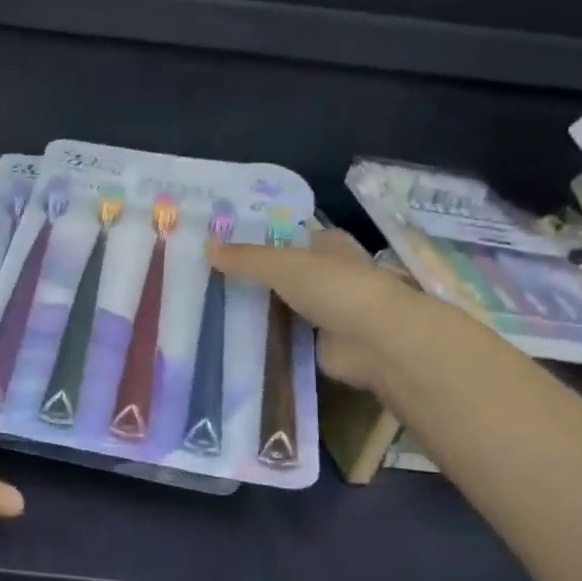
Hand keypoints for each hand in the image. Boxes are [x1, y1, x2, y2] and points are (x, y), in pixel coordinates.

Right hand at [208, 228, 436, 391]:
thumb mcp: (282, 265)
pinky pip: (283, 336)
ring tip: (210, 307)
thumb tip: (206, 245)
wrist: (375, 342)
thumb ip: (245, 258)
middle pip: (283, 273)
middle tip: (207, 278)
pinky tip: (231, 337)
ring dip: (257, 309)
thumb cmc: (335, 288)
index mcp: (328, 245)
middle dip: (253, 277)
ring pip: (282, 305)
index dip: (259, 240)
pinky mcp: (319, 344)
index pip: (289, 237)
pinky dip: (264, 338)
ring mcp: (325, 311)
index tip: (222, 247)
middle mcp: (328, 275)